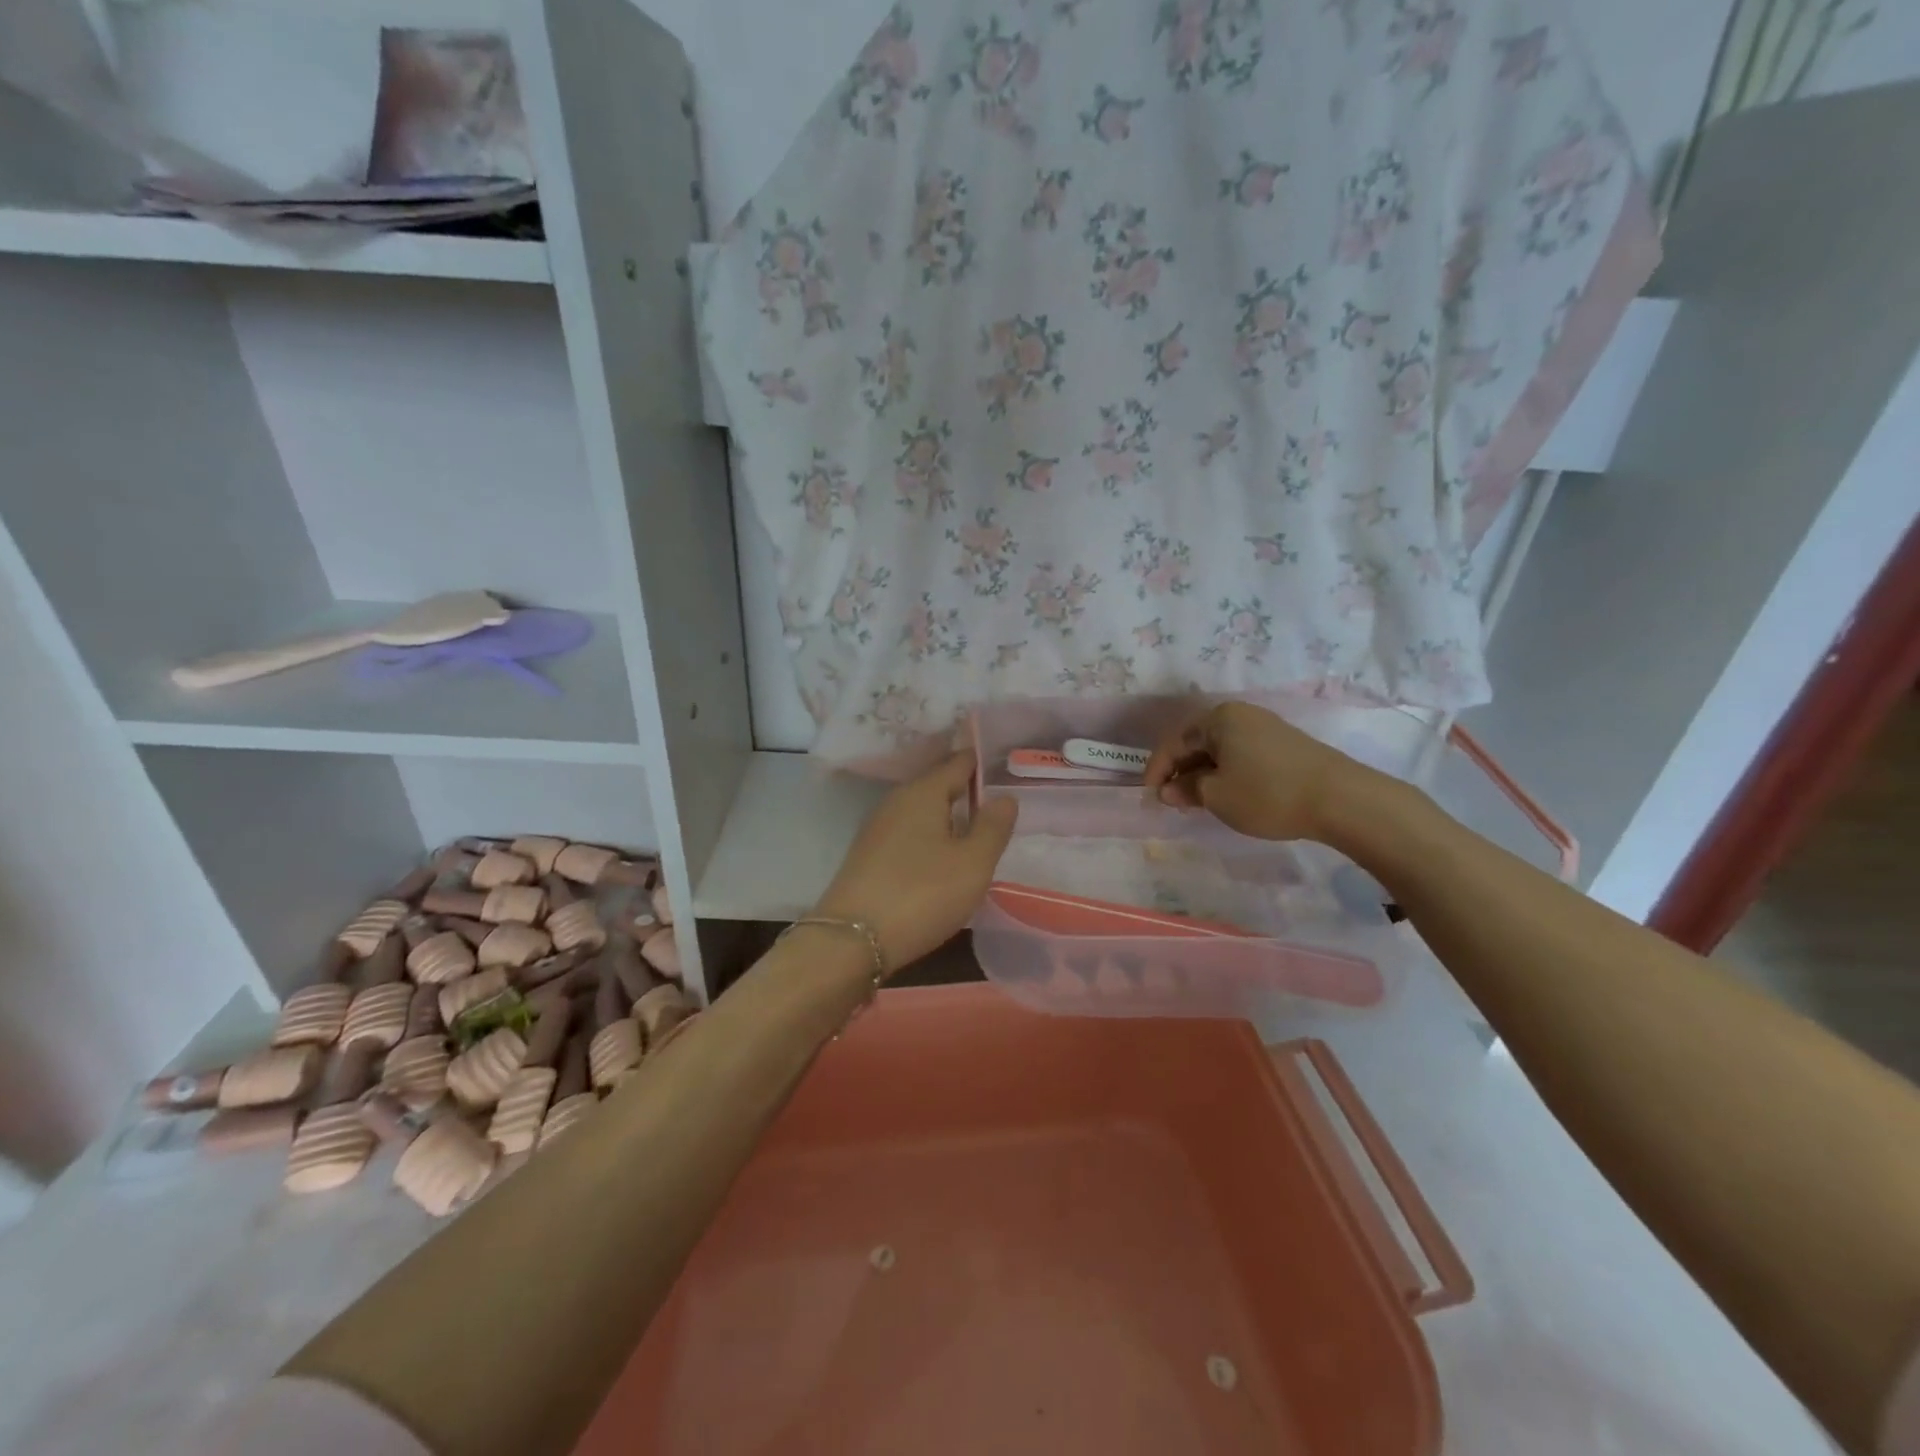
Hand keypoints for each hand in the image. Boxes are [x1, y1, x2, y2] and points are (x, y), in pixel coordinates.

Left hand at [814, 752, 1018, 971]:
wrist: (851, 940)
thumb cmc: (922, 894)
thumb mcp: (973, 863)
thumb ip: (993, 827)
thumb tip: (1005, 796)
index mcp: (923, 792)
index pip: (958, 762)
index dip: (983, 762)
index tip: (1008, 766)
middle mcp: (897, 801)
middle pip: (938, 785)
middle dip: (967, 789)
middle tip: (1001, 801)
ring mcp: (878, 828)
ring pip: (922, 811)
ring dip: (948, 816)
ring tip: (978, 829)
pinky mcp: (868, 855)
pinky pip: (909, 833)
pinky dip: (930, 837)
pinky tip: (943, 856)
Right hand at [1143, 701, 1374, 842]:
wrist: (1341, 799)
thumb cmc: (1267, 793)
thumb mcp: (1217, 796)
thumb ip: (1186, 790)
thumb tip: (1168, 790)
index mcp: (1218, 718)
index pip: (1174, 743)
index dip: (1157, 770)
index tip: (1150, 797)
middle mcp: (1241, 715)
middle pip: (1198, 743)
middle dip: (1181, 772)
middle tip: (1173, 801)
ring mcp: (1266, 728)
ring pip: (1220, 750)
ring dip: (1204, 775)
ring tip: (1198, 802)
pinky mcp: (1285, 745)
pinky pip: (1242, 755)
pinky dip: (1228, 774)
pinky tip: (1229, 794)